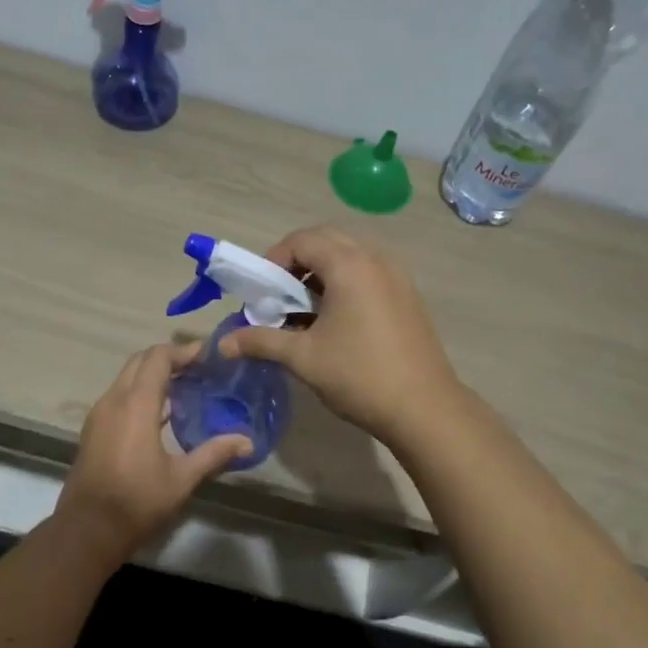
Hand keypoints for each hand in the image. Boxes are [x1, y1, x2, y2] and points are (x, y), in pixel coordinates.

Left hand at [56, 342, 250, 563]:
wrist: (86, 531)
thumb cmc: (136, 502)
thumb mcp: (181, 479)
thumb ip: (214, 453)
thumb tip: (247, 441)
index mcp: (136, 404)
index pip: (159, 357)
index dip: (184, 351)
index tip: (209, 356)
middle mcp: (114, 399)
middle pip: (141, 360)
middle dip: (169, 358)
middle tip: (200, 369)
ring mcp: (100, 414)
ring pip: (127, 376)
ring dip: (154, 374)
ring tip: (186, 387)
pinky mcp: (94, 429)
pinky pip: (119, 395)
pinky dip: (140, 391)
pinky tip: (163, 413)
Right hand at [218, 226, 462, 446]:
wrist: (424, 408)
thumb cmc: (359, 376)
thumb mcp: (303, 358)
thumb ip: (261, 341)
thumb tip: (223, 343)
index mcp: (349, 265)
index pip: (302, 240)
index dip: (274, 259)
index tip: (262, 290)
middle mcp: (375, 258)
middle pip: (326, 239)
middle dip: (297, 260)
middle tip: (280, 294)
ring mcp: (396, 275)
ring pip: (350, 254)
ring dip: (322, 270)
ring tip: (305, 307)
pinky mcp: (407, 294)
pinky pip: (368, 271)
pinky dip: (345, 281)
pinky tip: (336, 319)